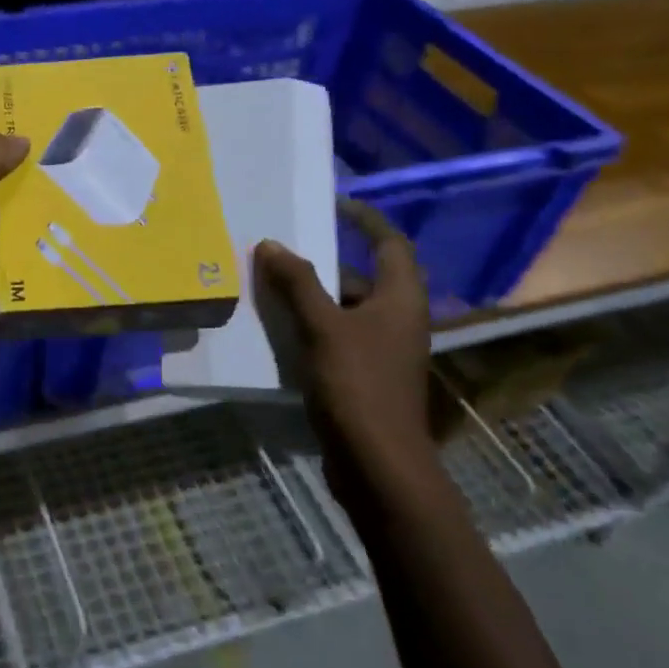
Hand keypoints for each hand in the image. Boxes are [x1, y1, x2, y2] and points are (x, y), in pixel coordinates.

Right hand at [254, 199, 437, 502]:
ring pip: (345, 310)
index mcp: (400, 299)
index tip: (334, 204)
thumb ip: (297, 284)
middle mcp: (398, 319)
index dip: (365, 220)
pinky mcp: (365, 376)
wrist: (378, 463)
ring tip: (268, 286)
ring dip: (311, 297)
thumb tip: (271, 244)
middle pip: (362, 277)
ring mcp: (383, 350)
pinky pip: (336, 337)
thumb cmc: (357, 385)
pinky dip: (310, 327)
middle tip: (281, 251)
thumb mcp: (322, 328)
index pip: (390, 243)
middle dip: (323, 263)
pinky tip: (277, 330)